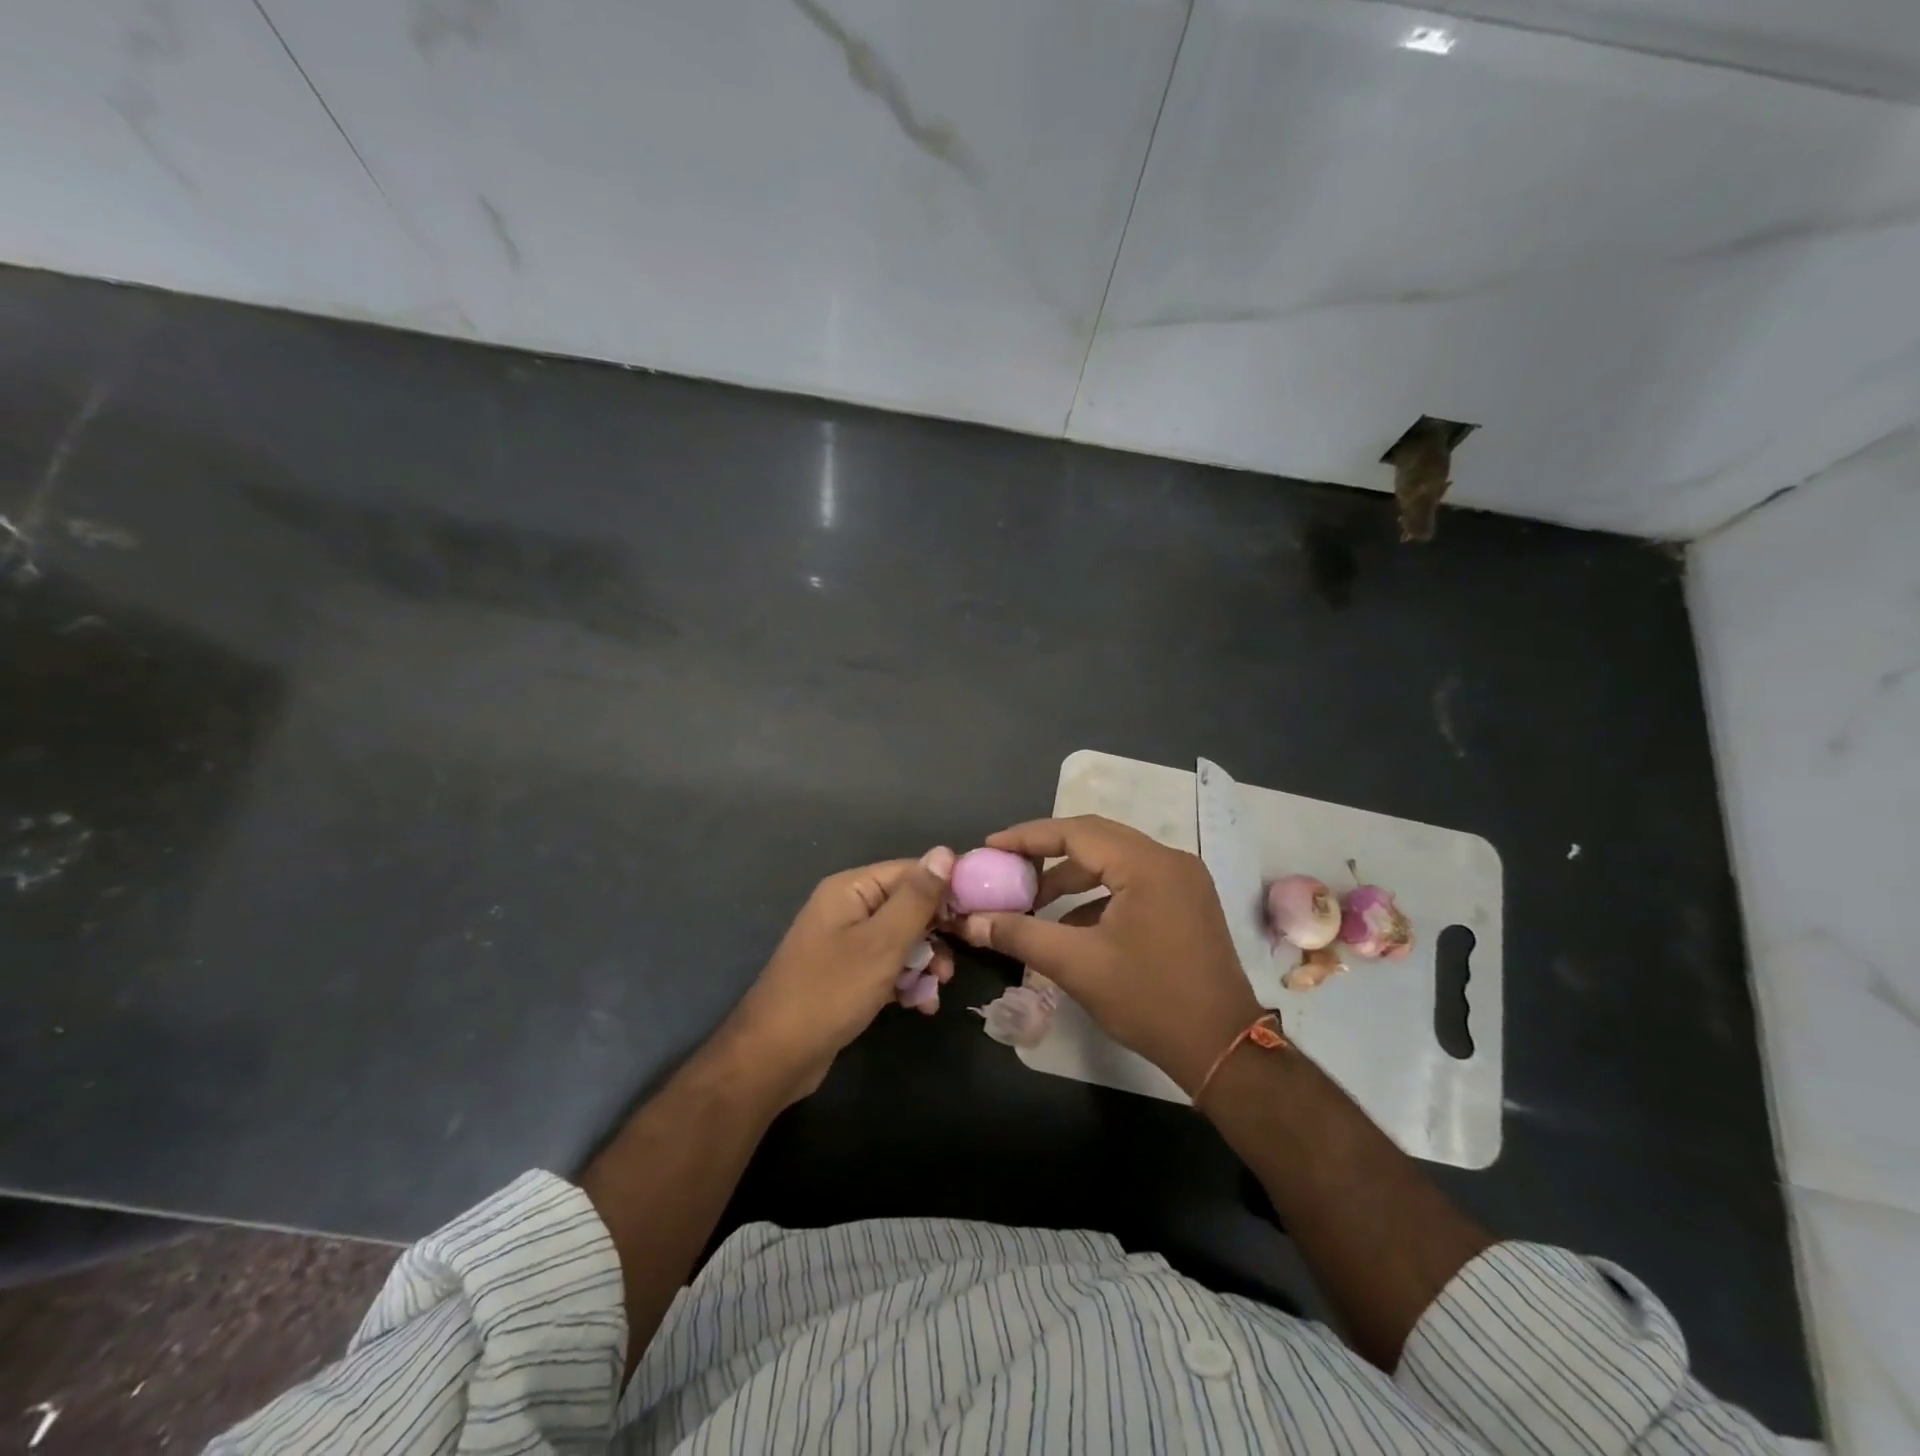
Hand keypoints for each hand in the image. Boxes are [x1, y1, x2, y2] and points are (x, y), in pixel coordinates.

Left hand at [722, 847, 955, 1102]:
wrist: (774, 1057)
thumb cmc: (831, 991)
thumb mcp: (883, 942)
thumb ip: (917, 898)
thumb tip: (946, 851)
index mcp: (852, 889)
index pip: (911, 871)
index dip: (946, 890)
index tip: (978, 915)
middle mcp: (848, 908)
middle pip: (908, 907)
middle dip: (935, 935)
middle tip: (952, 965)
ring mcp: (846, 943)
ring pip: (902, 941)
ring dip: (923, 964)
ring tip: (934, 991)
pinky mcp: (848, 975)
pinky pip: (888, 967)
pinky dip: (906, 982)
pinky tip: (919, 1006)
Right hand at [958, 816, 1261, 1094]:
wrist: (1222, 1048)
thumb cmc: (1149, 999)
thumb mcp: (1076, 965)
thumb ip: (1020, 934)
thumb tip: (969, 922)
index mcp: (1147, 864)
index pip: (1075, 832)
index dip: (1028, 837)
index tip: (991, 846)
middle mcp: (1168, 860)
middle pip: (1095, 839)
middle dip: (1047, 853)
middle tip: (1007, 867)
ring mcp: (1182, 880)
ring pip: (1114, 861)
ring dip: (1072, 877)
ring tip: (1033, 901)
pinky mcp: (1186, 902)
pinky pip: (1131, 882)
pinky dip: (1097, 895)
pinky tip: (1071, 925)